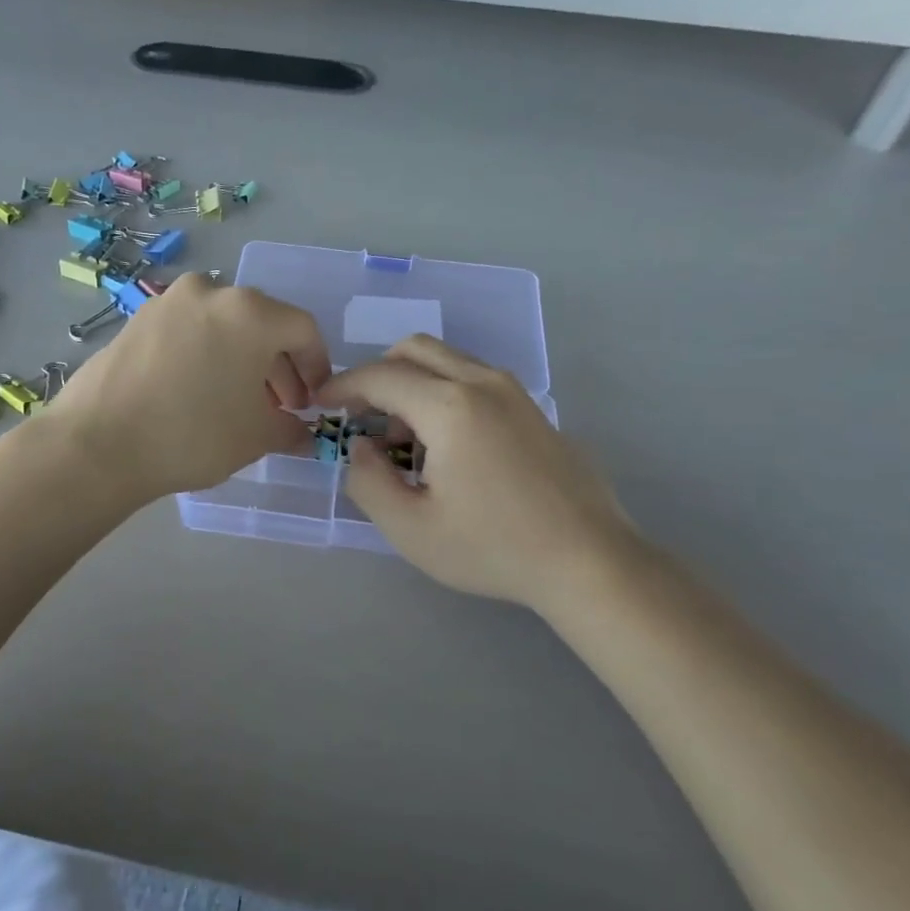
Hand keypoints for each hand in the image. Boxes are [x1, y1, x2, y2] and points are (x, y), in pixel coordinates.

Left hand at [42, 274, 331, 503]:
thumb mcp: (255, 437)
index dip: (317, 366)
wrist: (98, 443)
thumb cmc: (193, 434)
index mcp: (250, 312)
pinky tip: (199, 392)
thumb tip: (302, 434)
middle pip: (262, 324)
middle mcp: (211, 291)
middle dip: (278, 367)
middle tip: (281, 407)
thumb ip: (290, 429)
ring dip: (242, 361)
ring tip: (239, 403)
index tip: (313, 401)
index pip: (302, 330)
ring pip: (223, 327)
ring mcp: (168, 301)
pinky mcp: (138, 318)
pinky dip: (206, 355)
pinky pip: (189, 331)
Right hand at [321, 336, 638, 611]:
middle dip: (377, 374)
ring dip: (412, 384)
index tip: (320, 404)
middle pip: (414, 350)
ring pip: (447, 361)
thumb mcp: (411, 529)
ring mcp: (514, 392)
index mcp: (450, 406)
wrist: (589, 560)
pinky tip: (445, 446)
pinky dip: (443, 392)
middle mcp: (482, 382)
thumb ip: (369, 481)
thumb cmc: (494, 548)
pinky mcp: (532, 408)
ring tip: (403, 440)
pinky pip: (474, 379)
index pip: (380, 377)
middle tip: (359, 415)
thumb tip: (363, 447)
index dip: (343, 386)